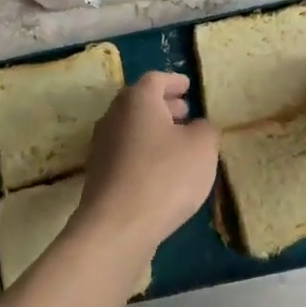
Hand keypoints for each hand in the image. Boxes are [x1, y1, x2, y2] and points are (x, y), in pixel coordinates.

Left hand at [74, 71, 220, 249]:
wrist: (117, 227)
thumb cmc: (165, 176)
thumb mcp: (202, 148)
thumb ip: (206, 129)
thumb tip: (198, 127)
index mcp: (137, 101)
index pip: (155, 79)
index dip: (174, 80)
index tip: (188, 85)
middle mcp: (114, 116)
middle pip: (139, 102)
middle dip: (164, 105)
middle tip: (185, 112)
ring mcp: (102, 146)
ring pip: (131, 127)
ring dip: (154, 129)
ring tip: (178, 142)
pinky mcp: (99, 174)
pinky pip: (126, 152)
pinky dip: (144, 151)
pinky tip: (162, 170)